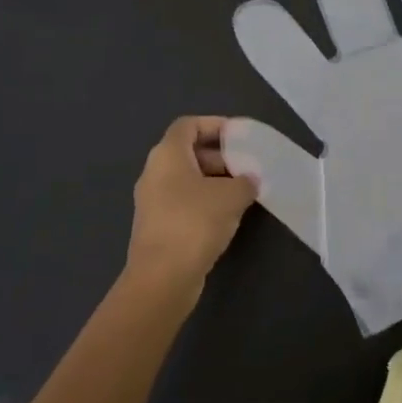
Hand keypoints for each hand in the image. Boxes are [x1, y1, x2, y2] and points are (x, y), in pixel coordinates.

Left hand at [124, 117, 257, 299]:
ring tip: (243, 192)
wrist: (162, 278)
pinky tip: (227, 216)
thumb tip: (249, 180)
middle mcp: (154, 173)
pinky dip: (204, 202)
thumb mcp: (231, 196)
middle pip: (187, 152)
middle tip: (246, 167)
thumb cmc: (194, 223)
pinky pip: (183, 202)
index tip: (239, 136)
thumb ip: (245, 182)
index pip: (188, 125)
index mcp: (167, 155)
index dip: (214, 124)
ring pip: (186, 179)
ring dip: (214, 181)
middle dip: (219, 156)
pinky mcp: (157, 226)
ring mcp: (153, 201)